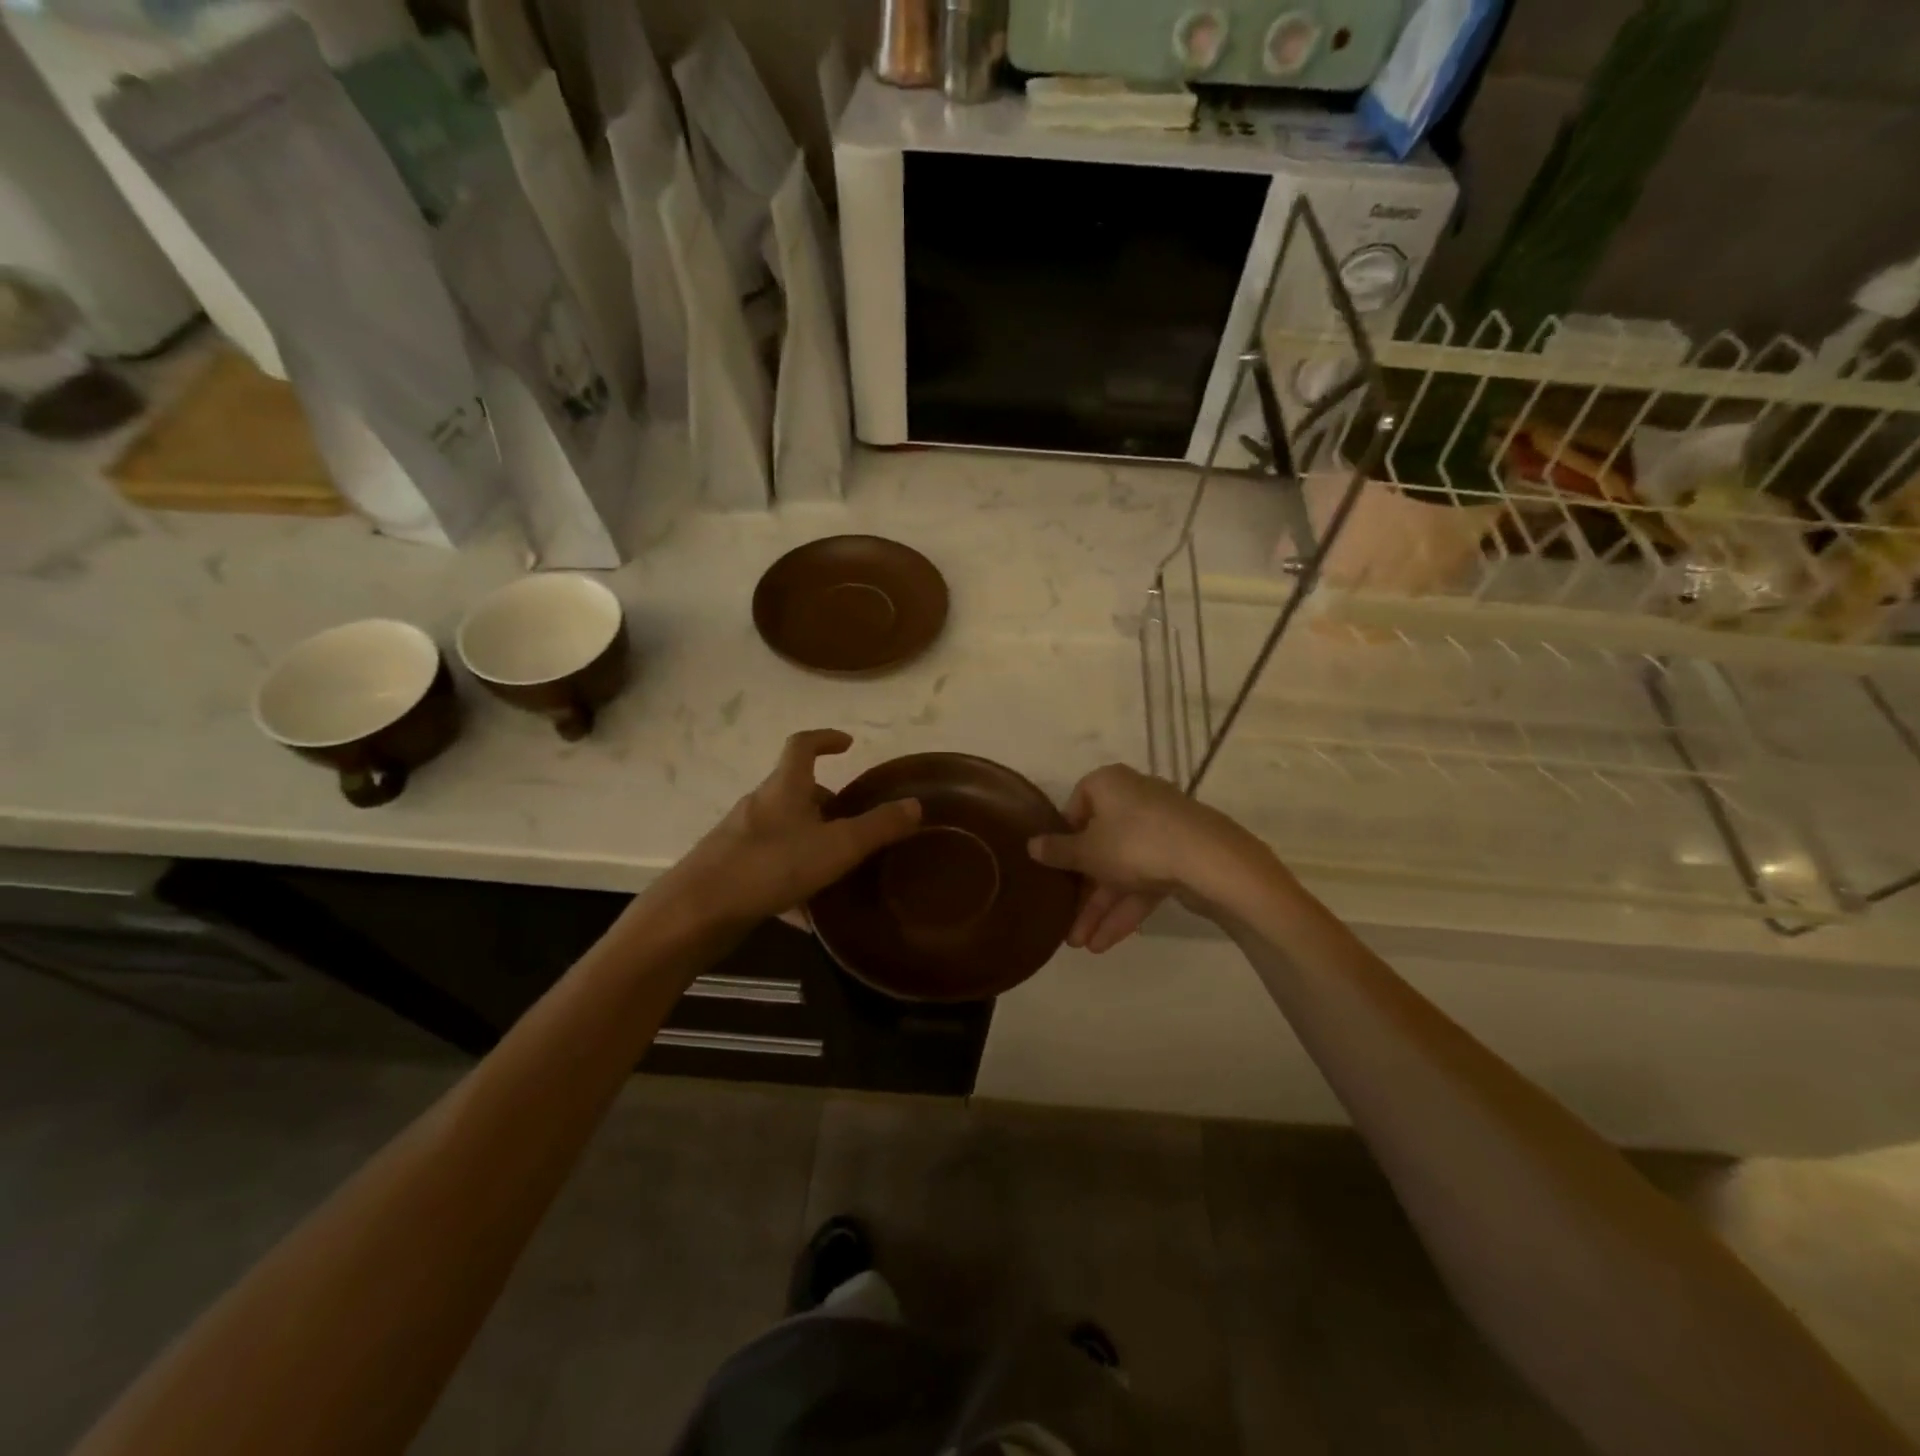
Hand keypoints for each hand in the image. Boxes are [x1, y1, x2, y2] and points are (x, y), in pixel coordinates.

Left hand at [665, 730, 920, 926]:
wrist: (697, 912)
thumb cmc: (770, 866)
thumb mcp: (836, 847)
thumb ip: (878, 827)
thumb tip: (915, 804)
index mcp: (784, 788)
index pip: (802, 745)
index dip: (826, 739)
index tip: (847, 744)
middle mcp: (759, 805)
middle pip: (796, 791)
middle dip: (827, 802)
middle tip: (854, 823)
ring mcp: (741, 838)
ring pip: (785, 830)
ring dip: (811, 841)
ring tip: (838, 869)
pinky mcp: (731, 869)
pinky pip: (771, 865)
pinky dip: (793, 879)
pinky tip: (807, 914)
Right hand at [1028, 764, 1271, 951]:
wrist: (1208, 859)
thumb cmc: (1133, 842)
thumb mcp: (1087, 851)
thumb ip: (1058, 851)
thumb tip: (1031, 845)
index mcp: (1108, 784)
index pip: (1077, 806)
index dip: (1064, 838)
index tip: (1056, 866)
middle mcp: (1134, 799)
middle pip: (1100, 845)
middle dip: (1083, 891)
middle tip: (1066, 923)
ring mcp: (1161, 829)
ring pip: (1122, 869)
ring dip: (1101, 908)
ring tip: (1082, 945)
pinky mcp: (1181, 856)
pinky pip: (1145, 880)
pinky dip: (1127, 907)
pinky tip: (1107, 942)